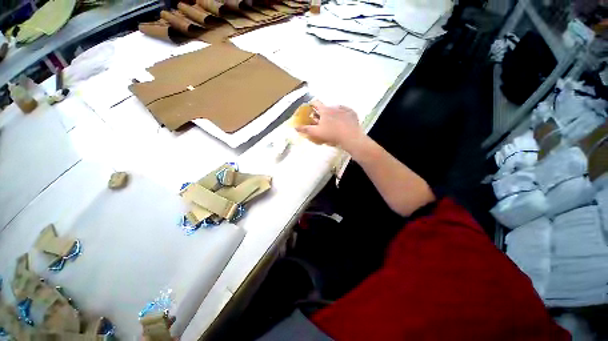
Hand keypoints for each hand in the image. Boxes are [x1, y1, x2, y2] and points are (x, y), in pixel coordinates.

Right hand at [295, 101, 362, 150]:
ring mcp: (344, 109)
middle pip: (326, 107)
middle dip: (322, 112)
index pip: (316, 102)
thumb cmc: (332, 134)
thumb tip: (295, 127)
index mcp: (325, 110)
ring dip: (333, 114)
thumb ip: (306, 129)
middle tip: (322, 121)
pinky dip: (343, 116)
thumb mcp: (317, 133)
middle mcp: (334, 106)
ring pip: (336, 109)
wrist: (350, 137)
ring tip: (333, 123)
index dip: (311, 104)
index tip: (310, 108)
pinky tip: (343, 123)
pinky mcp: (352, 113)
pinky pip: (346, 112)